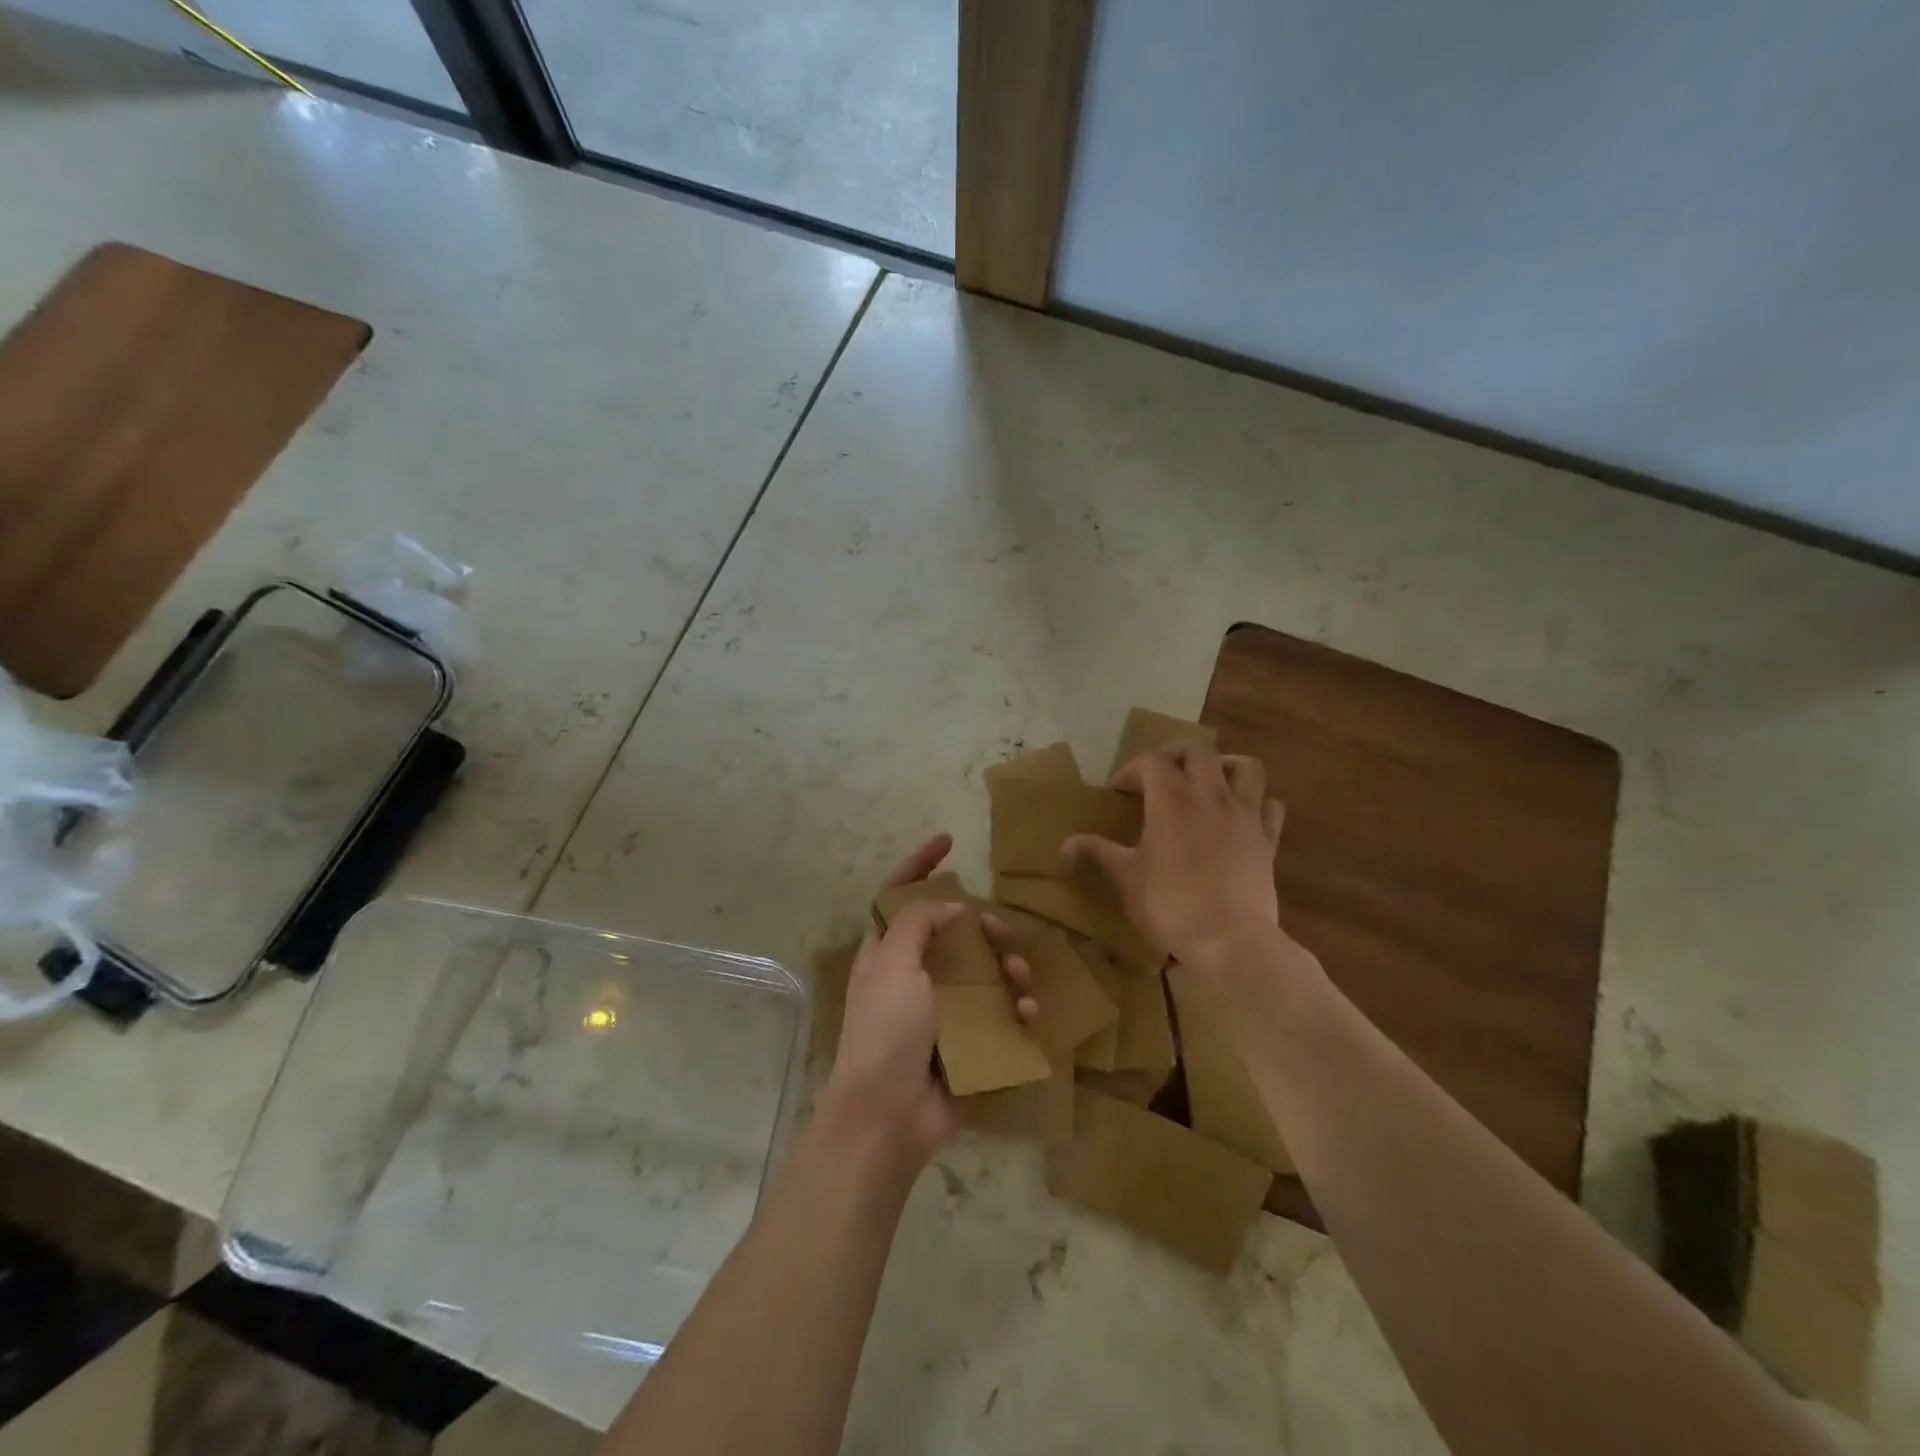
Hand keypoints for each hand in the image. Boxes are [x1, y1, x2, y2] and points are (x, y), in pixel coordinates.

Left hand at [822, 833, 1036, 1178]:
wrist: (889, 1117)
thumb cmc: (885, 1030)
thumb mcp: (893, 964)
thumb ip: (918, 922)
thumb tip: (951, 907)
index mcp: (887, 951)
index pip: (899, 894)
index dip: (919, 864)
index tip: (949, 840)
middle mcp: (914, 974)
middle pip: (954, 932)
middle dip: (982, 926)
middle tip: (998, 931)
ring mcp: (942, 1009)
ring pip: (984, 970)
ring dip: (1007, 967)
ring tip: (1019, 978)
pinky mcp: (967, 1040)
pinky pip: (1000, 1012)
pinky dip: (1017, 1008)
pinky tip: (1029, 1013)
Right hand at [1064, 743, 1286, 964]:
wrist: (1230, 940)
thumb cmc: (1170, 905)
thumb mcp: (1125, 878)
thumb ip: (1097, 853)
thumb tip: (1065, 844)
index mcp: (1171, 799)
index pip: (1151, 761)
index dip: (1131, 769)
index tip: (1117, 791)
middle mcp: (1210, 795)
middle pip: (1198, 751)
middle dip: (1176, 756)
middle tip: (1160, 776)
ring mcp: (1245, 815)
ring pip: (1246, 768)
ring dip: (1225, 766)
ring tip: (1209, 782)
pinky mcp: (1269, 840)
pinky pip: (1270, 807)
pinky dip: (1257, 804)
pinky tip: (1243, 817)